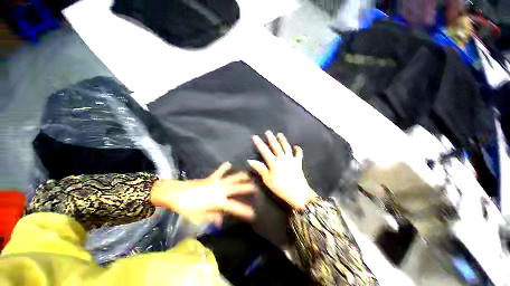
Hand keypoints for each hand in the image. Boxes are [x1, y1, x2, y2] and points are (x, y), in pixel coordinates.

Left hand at [150, 162, 256, 224]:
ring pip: (231, 178)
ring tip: (248, 173)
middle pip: (236, 188)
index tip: (253, 214)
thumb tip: (221, 221)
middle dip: (247, 188)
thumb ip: (211, 218)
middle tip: (256, 187)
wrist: (176, 193)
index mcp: (218, 201)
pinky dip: (224, 168)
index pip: (235, 207)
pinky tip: (229, 163)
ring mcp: (216, 182)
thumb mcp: (198, 217)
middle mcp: (220, 190)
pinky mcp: (211, 178)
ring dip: (240, 176)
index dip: (244, 211)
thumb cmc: (186, 207)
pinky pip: (219, 172)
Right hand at [248, 131, 316, 209]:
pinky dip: (298, 150)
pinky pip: (299, 155)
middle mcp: (282, 158)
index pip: (264, 151)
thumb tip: (251, 161)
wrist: (299, 194)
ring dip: (283, 140)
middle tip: (268, 132)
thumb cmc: (281, 188)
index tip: (255, 137)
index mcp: (274, 162)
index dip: (259, 143)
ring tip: (280, 134)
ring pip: (286, 147)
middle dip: (271, 138)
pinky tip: (296, 146)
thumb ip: (260, 169)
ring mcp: (291, 160)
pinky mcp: (298, 163)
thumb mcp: (268, 180)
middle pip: (276, 146)